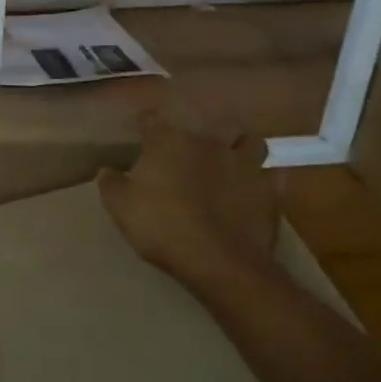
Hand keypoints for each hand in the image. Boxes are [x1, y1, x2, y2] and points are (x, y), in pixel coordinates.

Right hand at [98, 104, 282, 294]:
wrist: (218, 261)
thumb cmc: (162, 226)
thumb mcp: (120, 206)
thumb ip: (110, 183)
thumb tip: (106, 170)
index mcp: (167, 142)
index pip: (152, 120)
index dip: (145, 124)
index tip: (141, 130)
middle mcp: (206, 143)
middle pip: (206, 124)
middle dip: (199, 133)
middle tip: (191, 149)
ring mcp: (242, 164)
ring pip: (249, 141)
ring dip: (241, 146)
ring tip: (232, 157)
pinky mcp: (269, 191)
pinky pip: (274, 175)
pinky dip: (267, 178)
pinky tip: (258, 185)